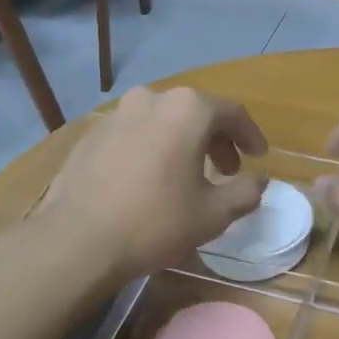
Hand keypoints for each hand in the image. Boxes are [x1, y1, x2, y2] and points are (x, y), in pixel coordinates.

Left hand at [42, 87, 269, 287]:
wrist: (78, 239)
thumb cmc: (155, 222)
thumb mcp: (213, 214)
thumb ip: (245, 192)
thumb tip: (260, 180)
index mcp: (187, 110)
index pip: (233, 113)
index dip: (251, 136)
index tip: (258, 158)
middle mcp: (151, 99)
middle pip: (195, 113)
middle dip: (217, 140)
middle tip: (227, 170)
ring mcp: (116, 114)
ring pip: (162, 121)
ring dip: (183, 143)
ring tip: (188, 175)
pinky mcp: (91, 134)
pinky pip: (134, 134)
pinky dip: (152, 149)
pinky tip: (149, 180)